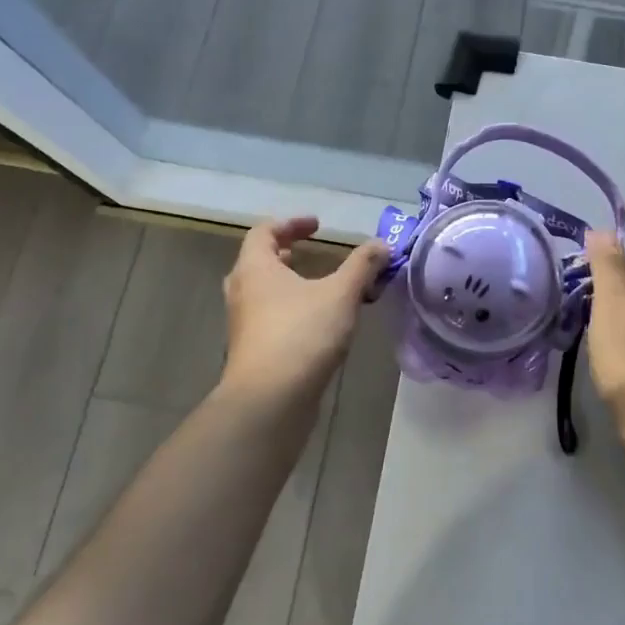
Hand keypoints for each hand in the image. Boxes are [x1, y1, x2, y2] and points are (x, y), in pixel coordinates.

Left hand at [219, 217, 389, 414]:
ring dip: (288, 284)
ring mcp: (243, 324)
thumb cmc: (302, 335)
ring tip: (317, 287)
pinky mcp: (251, 351)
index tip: (318, 226)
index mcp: (256, 268)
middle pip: (257, 261)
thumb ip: (362, 266)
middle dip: (285, 254)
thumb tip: (382, 244)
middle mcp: (242, 291)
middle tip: (308, 253)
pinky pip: (269, 318)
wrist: (269, 401)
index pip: (264, 231)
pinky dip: (290, 310)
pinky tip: (318, 323)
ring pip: (262, 293)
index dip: (291, 223)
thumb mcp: (341, 294)